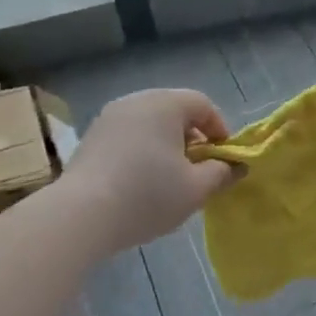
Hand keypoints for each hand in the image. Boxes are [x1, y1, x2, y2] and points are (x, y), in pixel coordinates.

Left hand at [64, 89, 235, 253]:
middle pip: (174, 110)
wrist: (80, 215)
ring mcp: (110, 117)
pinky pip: (128, 135)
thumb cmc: (147, 195)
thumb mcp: (195, 190)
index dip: (219, 129)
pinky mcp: (91, 137)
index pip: (202, 104)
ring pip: (149, 123)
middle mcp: (137, 100)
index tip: (223, 158)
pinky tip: (139, 182)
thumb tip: (235, 166)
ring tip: (169, 178)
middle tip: (198, 169)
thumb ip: (221, 174)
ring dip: (165, 144)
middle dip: (192, 137)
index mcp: (165, 104)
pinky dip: (141, 150)